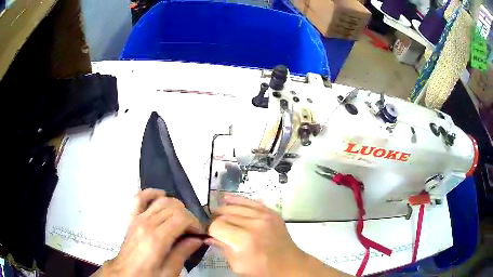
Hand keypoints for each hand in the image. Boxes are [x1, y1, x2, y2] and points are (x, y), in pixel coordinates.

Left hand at [94, 188, 203, 276]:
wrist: (126, 273)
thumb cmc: (148, 275)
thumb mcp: (169, 271)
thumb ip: (183, 253)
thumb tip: (198, 239)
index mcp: (157, 239)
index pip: (182, 218)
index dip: (195, 223)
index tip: (199, 234)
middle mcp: (147, 223)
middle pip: (174, 207)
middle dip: (188, 216)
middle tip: (192, 231)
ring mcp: (138, 218)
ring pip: (162, 200)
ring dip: (176, 206)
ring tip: (181, 220)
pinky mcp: (132, 217)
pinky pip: (141, 197)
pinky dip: (152, 193)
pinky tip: (162, 196)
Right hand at [206, 195, 307, 276]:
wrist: (289, 265)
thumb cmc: (262, 270)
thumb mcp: (238, 265)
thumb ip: (222, 248)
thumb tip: (209, 237)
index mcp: (244, 240)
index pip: (216, 226)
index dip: (209, 230)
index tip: (209, 235)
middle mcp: (254, 224)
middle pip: (224, 215)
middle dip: (215, 220)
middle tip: (214, 228)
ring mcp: (264, 216)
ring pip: (235, 206)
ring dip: (223, 210)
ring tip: (218, 215)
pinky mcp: (271, 212)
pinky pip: (251, 201)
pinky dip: (237, 199)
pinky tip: (226, 198)